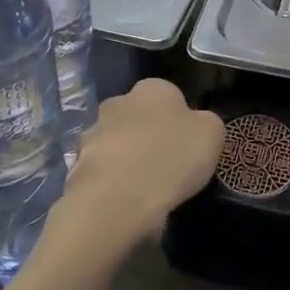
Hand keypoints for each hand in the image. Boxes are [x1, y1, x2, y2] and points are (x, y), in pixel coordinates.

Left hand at [63, 81, 223, 241]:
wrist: (118, 198)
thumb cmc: (172, 157)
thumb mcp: (212, 134)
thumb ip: (205, 123)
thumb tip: (196, 126)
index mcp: (152, 89)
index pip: (170, 96)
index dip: (180, 121)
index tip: (188, 146)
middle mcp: (118, 102)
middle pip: (138, 117)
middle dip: (149, 136)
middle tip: (167, 166)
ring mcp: (92, 133)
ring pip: (116, 143)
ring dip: (127, 158)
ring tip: (145, 189)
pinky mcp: (77, 165)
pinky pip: (102, 171)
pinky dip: (113, 182)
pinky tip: (126, 201)